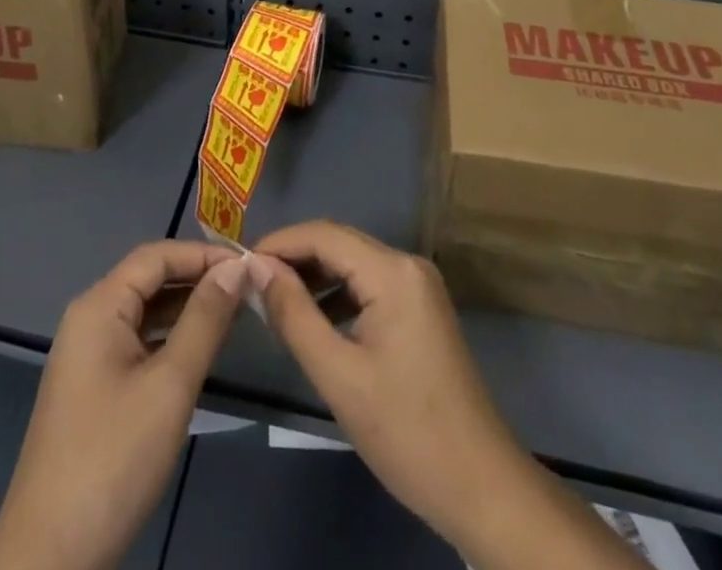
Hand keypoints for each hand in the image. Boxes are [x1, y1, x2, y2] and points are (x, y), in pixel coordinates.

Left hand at [0, 241, 255, 569]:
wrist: (50, 555)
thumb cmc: (113, 459)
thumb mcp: (170, 385)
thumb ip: (204, 320)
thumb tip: (235, 269)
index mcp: (99, 306)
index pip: (156, 256)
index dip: (203, 254)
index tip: (248, 265)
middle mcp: (89, 319)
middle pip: (149, 280)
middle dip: (197, 279)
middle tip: (248, 289)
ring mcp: (88, 355)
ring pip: (145, 312)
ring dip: (187, 309)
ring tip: (235, 313)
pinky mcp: (94, 387)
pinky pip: (138, 342)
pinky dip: (170, 339)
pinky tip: (200, 351)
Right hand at [249, 220, 526, 547]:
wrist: (483, 488)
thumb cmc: (407, 433)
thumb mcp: (339, 376)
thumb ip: (293, 315)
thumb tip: (256, 268)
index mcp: (392, 271)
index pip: (323, 234)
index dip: (279, 242)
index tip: (239, 263)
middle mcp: (407, 265)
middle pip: (339, 243)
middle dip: (293, 258)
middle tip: (250, 281)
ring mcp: (418, 286)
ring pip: (353, 263)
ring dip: (314, 276)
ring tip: (273, 301)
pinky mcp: (421, 309)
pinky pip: (369, 285)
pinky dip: (338, 295)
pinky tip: (313, 321)